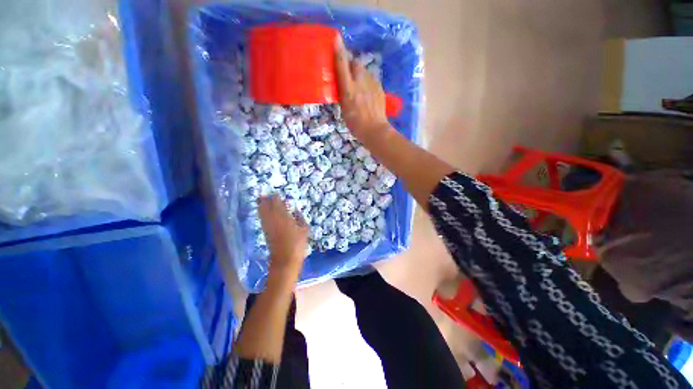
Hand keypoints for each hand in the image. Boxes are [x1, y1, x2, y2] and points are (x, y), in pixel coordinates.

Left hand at [258, 195, 308, 278]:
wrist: (285, 259)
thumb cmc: (297, 244)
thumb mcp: (304, 230)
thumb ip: (300, 218)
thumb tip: (296, 211)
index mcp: (283, 214)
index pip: (276, 200)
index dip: (276, 197)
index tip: (278, 195)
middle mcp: (272, 217)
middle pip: (265, 203)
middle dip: (266, 199)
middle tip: (267, 196)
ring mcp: (267, 224)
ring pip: (261, 210)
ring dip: (262, 205)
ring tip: (264, 201)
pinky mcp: (264, 231)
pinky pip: (262, 217)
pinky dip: (262, 213)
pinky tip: (265, 213)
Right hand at [334, 36, 389, 141]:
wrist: (375, 129)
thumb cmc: (354, 122)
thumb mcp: (343, 106)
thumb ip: (343, 90)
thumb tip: (342, 81)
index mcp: (348, 87)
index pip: (342, 64)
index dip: (339, 50)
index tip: (337, 37)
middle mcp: (360, 81)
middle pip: (355, 63)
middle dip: (349, 61)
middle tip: (344, 64)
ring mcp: (372, 83)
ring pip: (363, 70)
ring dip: (358, 71)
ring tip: (354, 79)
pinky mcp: (379, 87)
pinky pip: (370, 78)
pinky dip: (365, 79)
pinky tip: (364, 89)